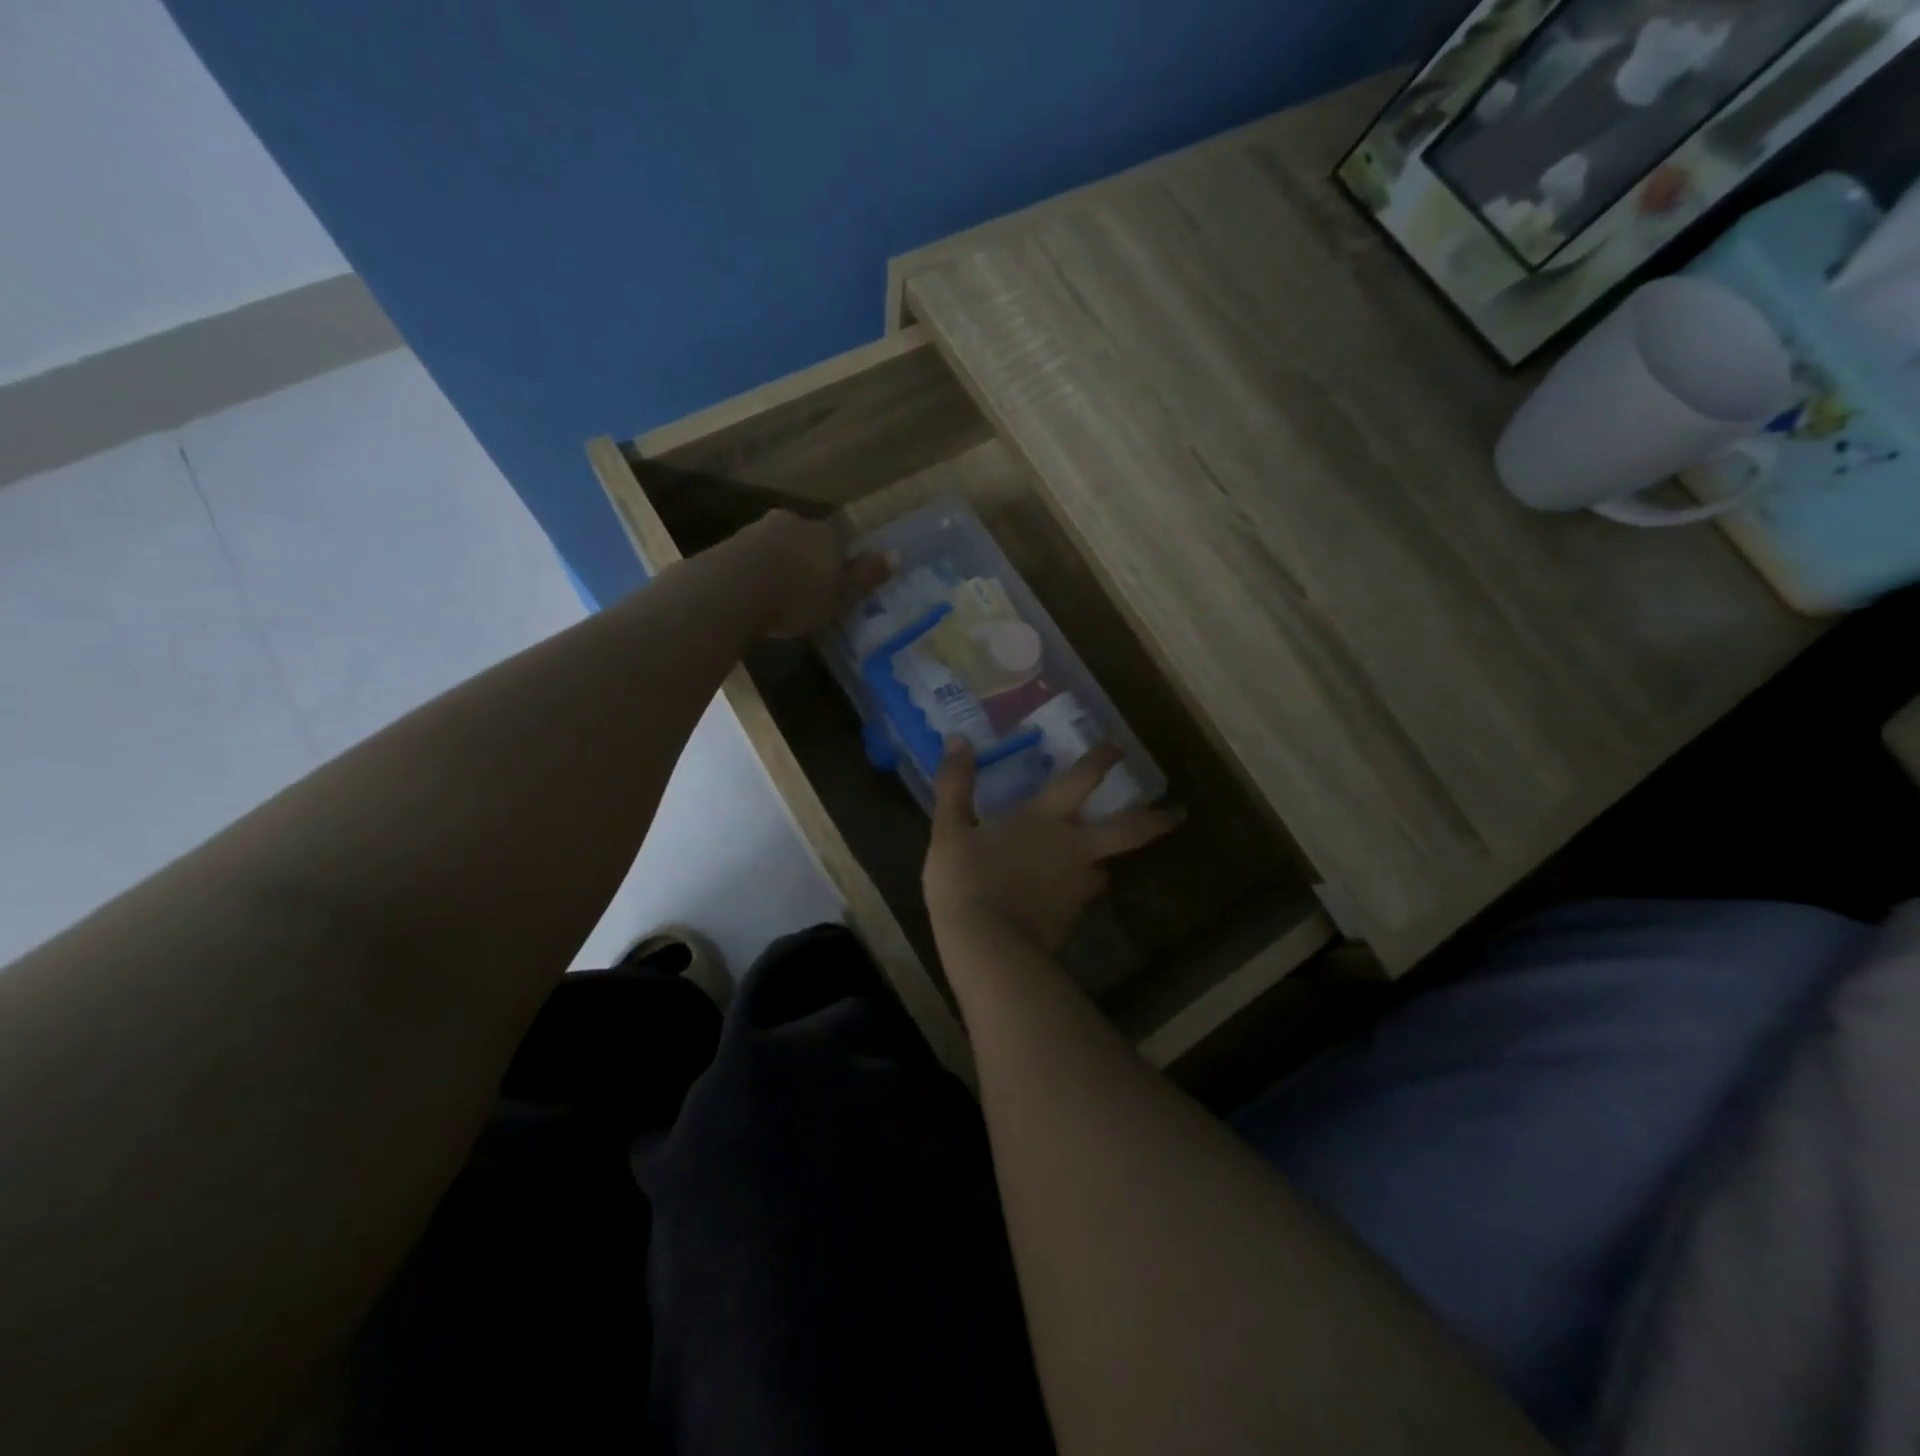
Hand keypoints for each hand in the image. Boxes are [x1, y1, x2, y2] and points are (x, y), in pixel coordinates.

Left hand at [731, 511, 890, 638]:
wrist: (732, 590)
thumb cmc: (797, 596)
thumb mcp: (840, 594)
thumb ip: (865, 575)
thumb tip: (897, 555)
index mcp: (823, 532)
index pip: (837, 539)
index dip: (838, 560)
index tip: (834, 583)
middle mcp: (791, 522)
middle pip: (805, 539)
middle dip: (806, 559)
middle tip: (806, 589)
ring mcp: (756, 531)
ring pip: (776, 545)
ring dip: (779, 564)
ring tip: (779, 594)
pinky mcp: (729, 546)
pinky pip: (750, 558)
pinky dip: (756, 572)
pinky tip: (755, 593)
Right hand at [924, 740, 1182, 952]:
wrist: (985, 946)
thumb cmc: (966, 880)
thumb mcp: (949, 829)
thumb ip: (955, 784)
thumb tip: (957, 739)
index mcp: (1045, 819)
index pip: (1082, 779)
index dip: (1102, 760)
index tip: (1118, 749)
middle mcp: (1073, 848)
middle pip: (1127, 831)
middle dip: (1153, 820)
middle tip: (1175, 816)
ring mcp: (1077, 887)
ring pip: (1103, 870)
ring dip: (1102, 864)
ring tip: (1094, 866)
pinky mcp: (1072, 919)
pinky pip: (1080, 900)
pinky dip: (1074, 895)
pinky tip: (1057, 902)